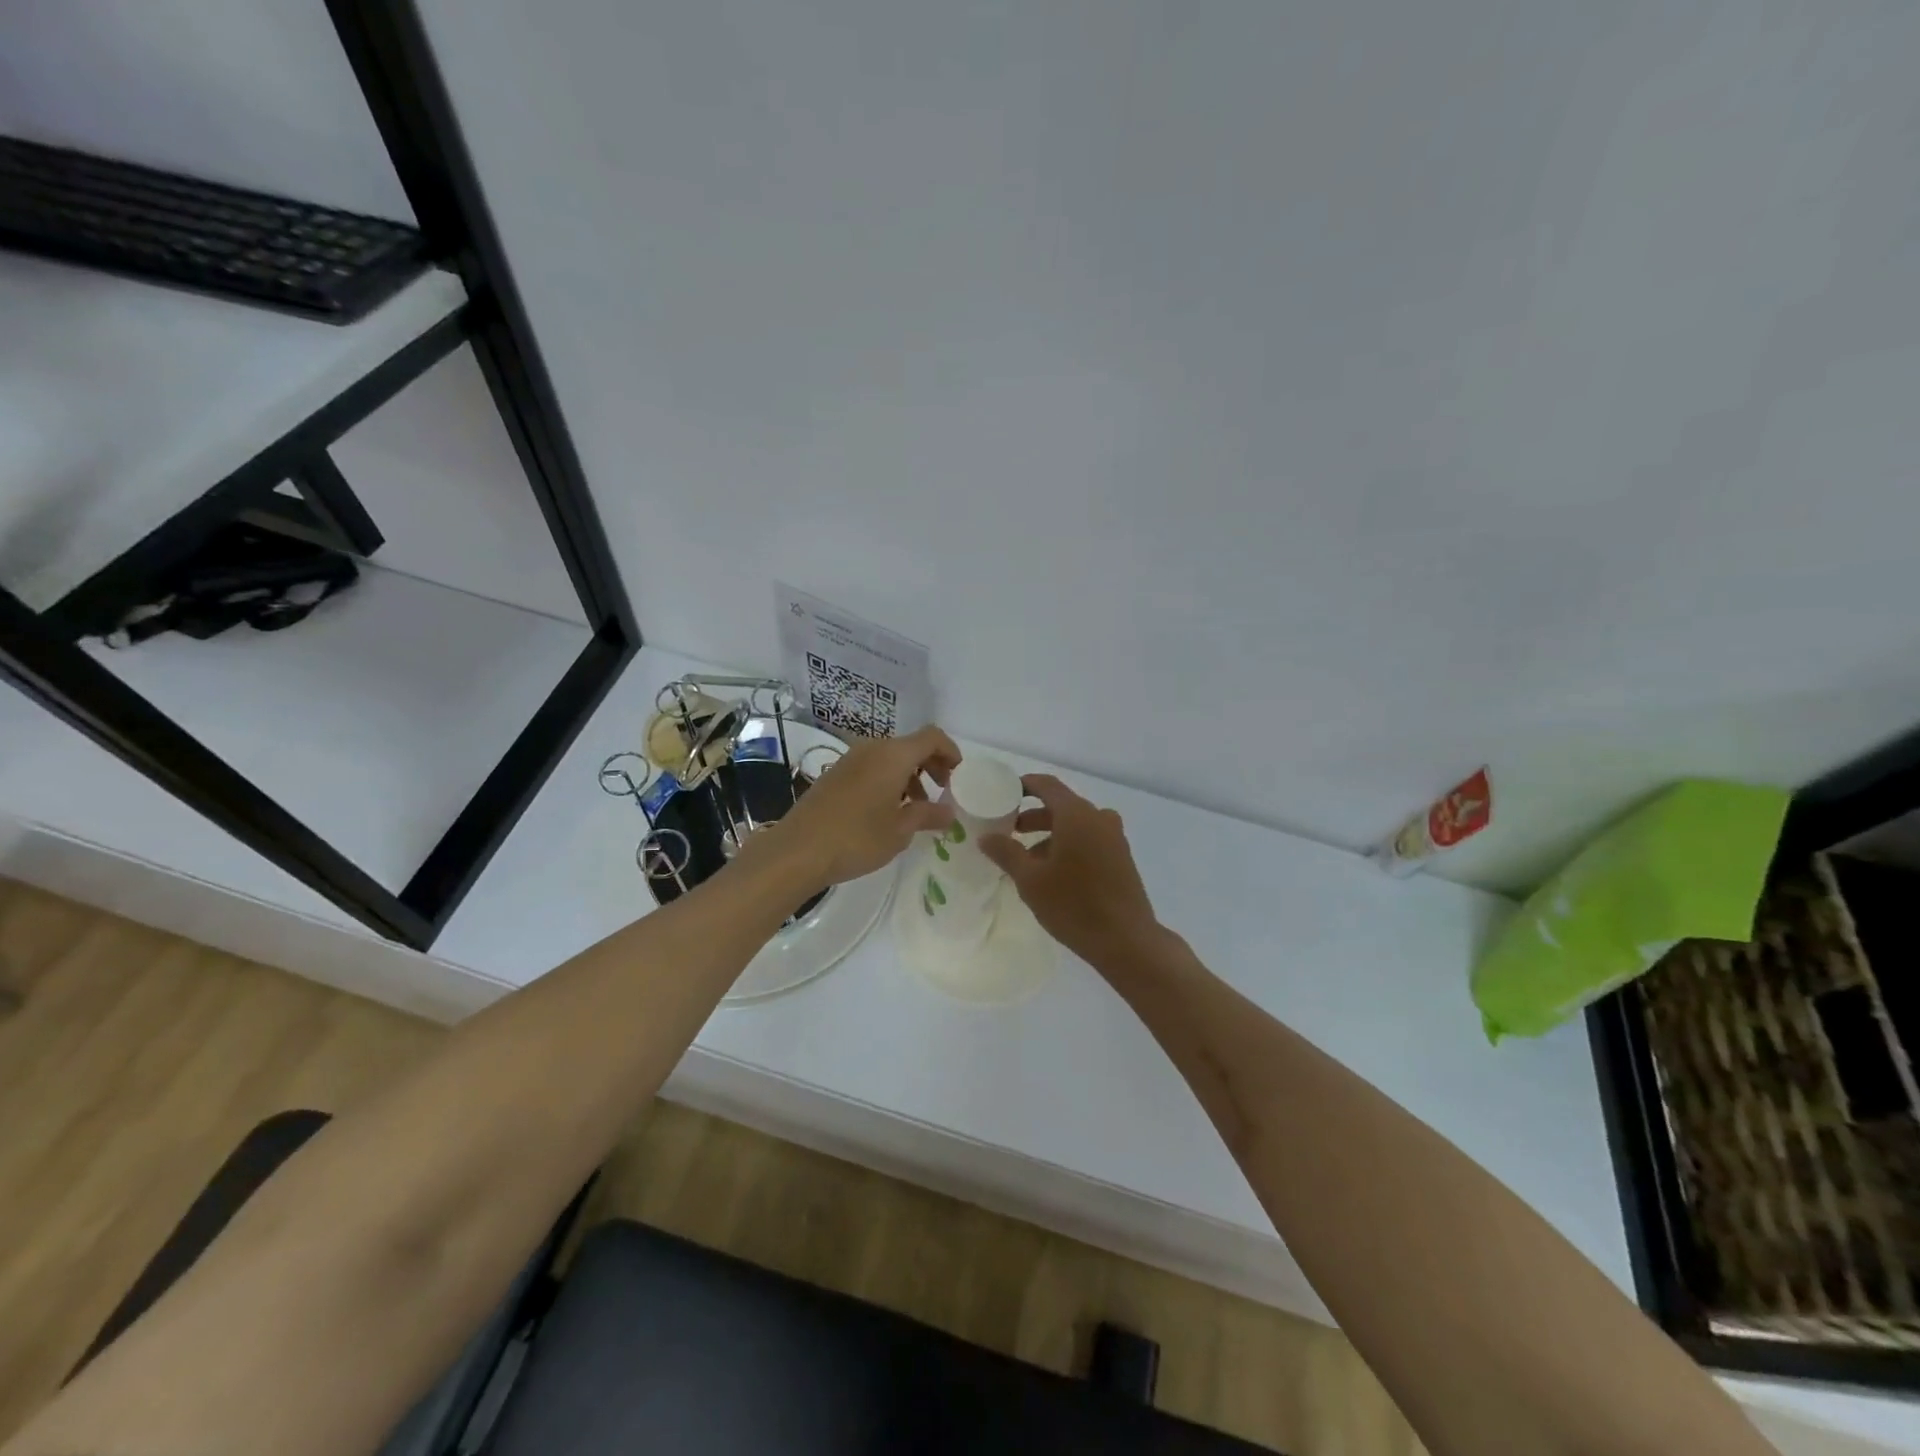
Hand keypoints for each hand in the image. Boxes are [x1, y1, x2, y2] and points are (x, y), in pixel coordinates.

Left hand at [754, 725, 960, 891]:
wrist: (797, 851)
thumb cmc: (856, 839)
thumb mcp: (900, 831)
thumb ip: (928, 815)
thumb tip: (950, 811)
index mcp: (893, 755)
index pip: (932, 737)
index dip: (950, 751)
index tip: (958, 776)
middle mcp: (872, 748)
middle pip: (911, 745)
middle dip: (931, 765)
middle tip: (940, 792)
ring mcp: (850, 759)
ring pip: (890, 757)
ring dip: (909, 775)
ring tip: (914, 808)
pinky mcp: (835, 774)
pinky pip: (871, 767)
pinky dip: (888, 780)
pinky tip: (886, 811)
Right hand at [980, 774, 1160, 967]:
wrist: (1126, 940)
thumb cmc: (1073, 904)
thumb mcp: (1030, 880)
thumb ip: (1006, 852)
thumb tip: (986, 837)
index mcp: (1076, 814)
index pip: (1047, 785)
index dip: (1024, 785)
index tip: (1004, 793)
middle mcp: (1098, 817)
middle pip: (1062, 805)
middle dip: (1034, 816)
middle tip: (1010, 830)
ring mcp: (1114, 837)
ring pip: (1076, 824)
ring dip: (1051, 834)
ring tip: (1028, 858)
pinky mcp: (1121, 857)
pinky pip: (1090, 839)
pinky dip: (1070, 845)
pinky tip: (1055, 872)